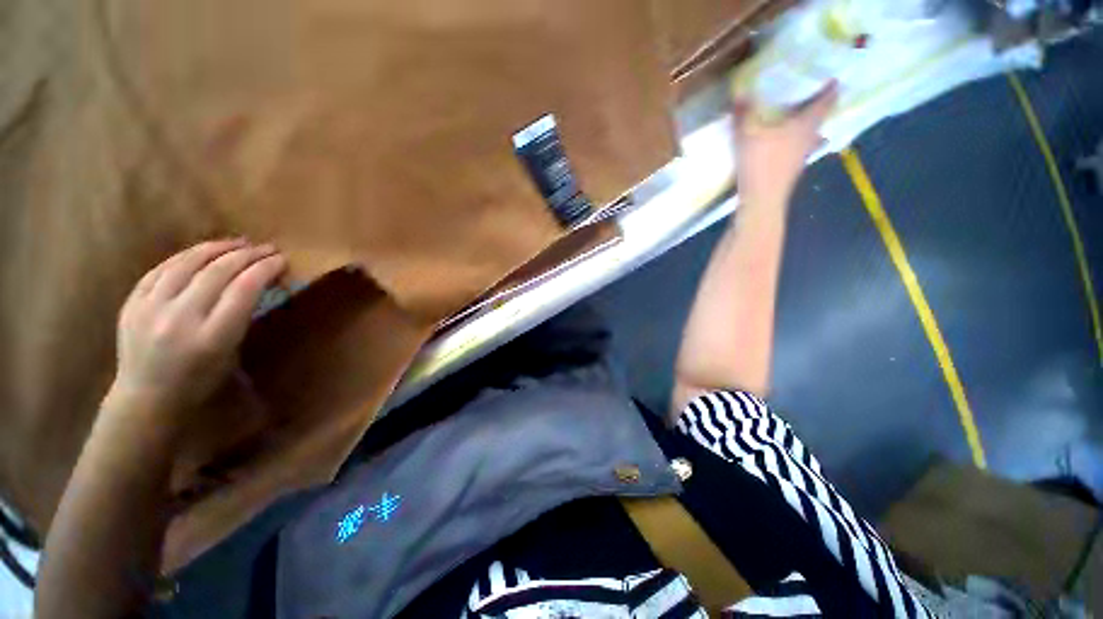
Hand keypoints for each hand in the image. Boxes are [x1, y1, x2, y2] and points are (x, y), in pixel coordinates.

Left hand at [106, 240, 286, 434]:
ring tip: (238, 243)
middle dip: (247, 255)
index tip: (281, 259)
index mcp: (212, 337)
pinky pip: (162, 269)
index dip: (264, 269)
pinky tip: (202, 251)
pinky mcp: (132, 303)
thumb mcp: (232, 353)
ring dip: (217, 248)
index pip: (244, 289)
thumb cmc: (201, 381)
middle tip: (267, 248)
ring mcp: (150, 309)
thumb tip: (257, 283)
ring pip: (187, 263)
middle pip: (217, 272)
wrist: (146, 397)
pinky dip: (186, 256)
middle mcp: (180, 319)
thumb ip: (242, 316)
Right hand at [733, 81, 837, 206]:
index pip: (825, 101)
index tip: (834, 79)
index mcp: (805, 124)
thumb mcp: (747, 133)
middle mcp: (810, 137)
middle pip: (820, 119)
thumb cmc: (760, 162)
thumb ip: (745, 112)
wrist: (762, 198)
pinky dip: (798, 143)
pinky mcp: (792, 170)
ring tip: (802, 121)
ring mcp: (803, 156)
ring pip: (812, 136)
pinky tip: (788, 146)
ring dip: (809, 128)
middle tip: (814, 96)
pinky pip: (800, 150)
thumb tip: (740, 91)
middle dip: (819, 107)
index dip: (831, 88)